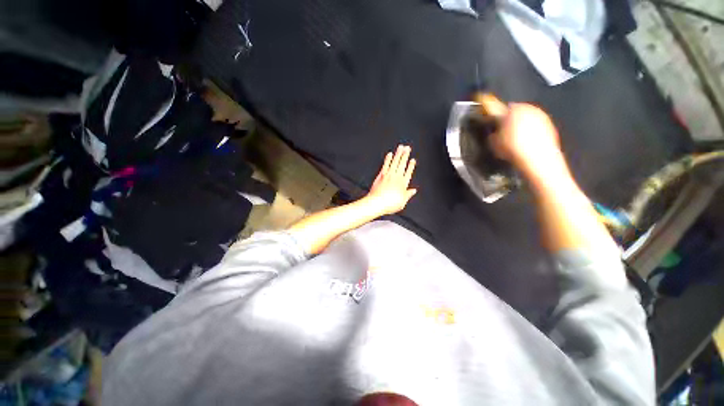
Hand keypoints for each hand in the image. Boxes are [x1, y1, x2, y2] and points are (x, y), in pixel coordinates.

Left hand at [364, 145, 417, 215]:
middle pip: (402, 164)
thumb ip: (408, 195)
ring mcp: (389, 175)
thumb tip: (413, 191)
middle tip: (407, 148)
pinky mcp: (381, 175)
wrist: (377, 203)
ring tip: (401, 147)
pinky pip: (385, 164)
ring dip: (398, 154)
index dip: (411, 166)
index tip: (412, 160)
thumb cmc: (389, 204)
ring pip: (395, 162)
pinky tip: (389, 154)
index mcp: (403, 184)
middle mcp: (397, 177)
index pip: (408, 172)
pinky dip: (388, 159)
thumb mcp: (402, 202)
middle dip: (405, 155)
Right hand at [475, 93, 566, 179]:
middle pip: (516, 111)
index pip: (501, 107)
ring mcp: (541, 116)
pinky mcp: (550, 125)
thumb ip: (492, 133)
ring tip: (514, 139)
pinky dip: (530, 132)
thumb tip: (493, 133)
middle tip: (503, 132)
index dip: (495, 116)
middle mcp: (529, 108)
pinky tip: (525, 143)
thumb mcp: (493, 143)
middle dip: (509, 120)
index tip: (493, 124)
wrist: (537, 159)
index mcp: (514, 109)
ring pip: (527, 118)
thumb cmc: (512, 148)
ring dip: (520, 125)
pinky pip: (536, 126)